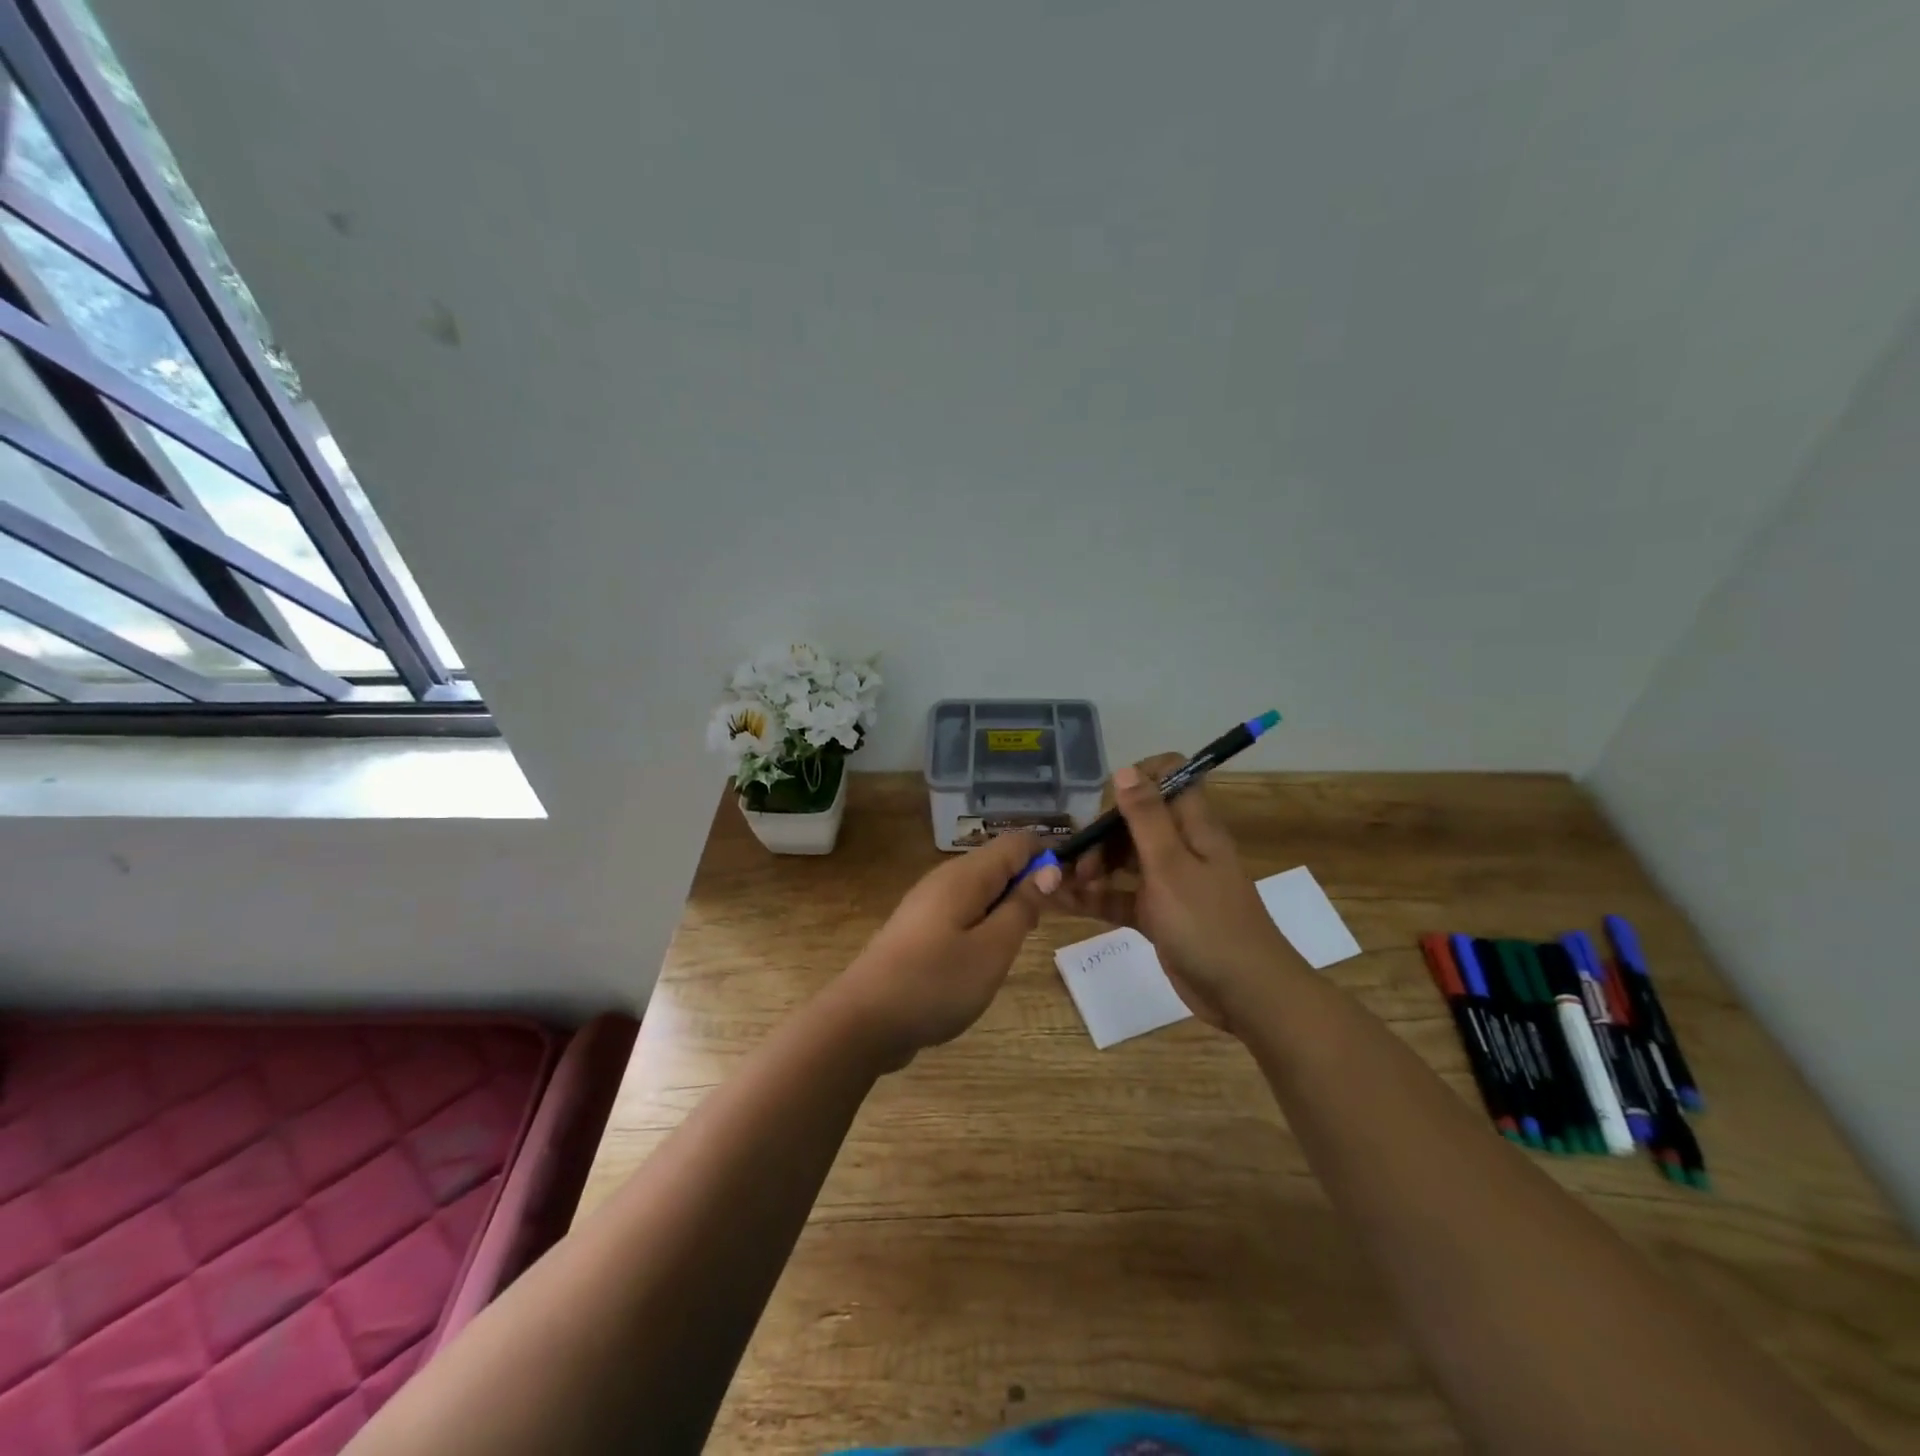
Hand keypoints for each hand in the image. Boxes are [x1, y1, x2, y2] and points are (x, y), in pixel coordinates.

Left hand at [830, 831, 1061, 1068]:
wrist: (864, 1020)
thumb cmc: (936, 983)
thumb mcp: (993, 949)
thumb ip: (1022, 907)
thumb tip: (1047, 870)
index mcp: (965, 875)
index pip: (1016, 843)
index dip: (1047, 857)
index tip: (1069, 891)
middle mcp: (945, 879)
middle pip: (997, 864)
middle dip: (1027, 884)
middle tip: (1046, 925)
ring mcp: (927, 905)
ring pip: (980, 891)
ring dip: (1005, 908)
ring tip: (1017, 945)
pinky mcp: (918, 930)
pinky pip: (962, 913)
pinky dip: (983, 925)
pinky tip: (985, 958)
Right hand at [1049, 754, 1301, 1031]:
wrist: (1247, 996)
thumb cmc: (1209, 924)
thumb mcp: (1171, 866)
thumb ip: (1146, 818)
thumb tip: (1124, 770)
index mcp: (1193, 826)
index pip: (1169, 777)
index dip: (1137, 779)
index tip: (1106, 803)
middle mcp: (1181, 847)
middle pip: (1134, 822)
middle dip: (1100, 834)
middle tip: (1077, 862)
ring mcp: (1169, 883)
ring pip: (1123, 860)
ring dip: (1092, 867)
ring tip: (1062, 886)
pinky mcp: (1158, 916)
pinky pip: (1120, 897)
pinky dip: (1095, 898)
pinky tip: (1062, 902)